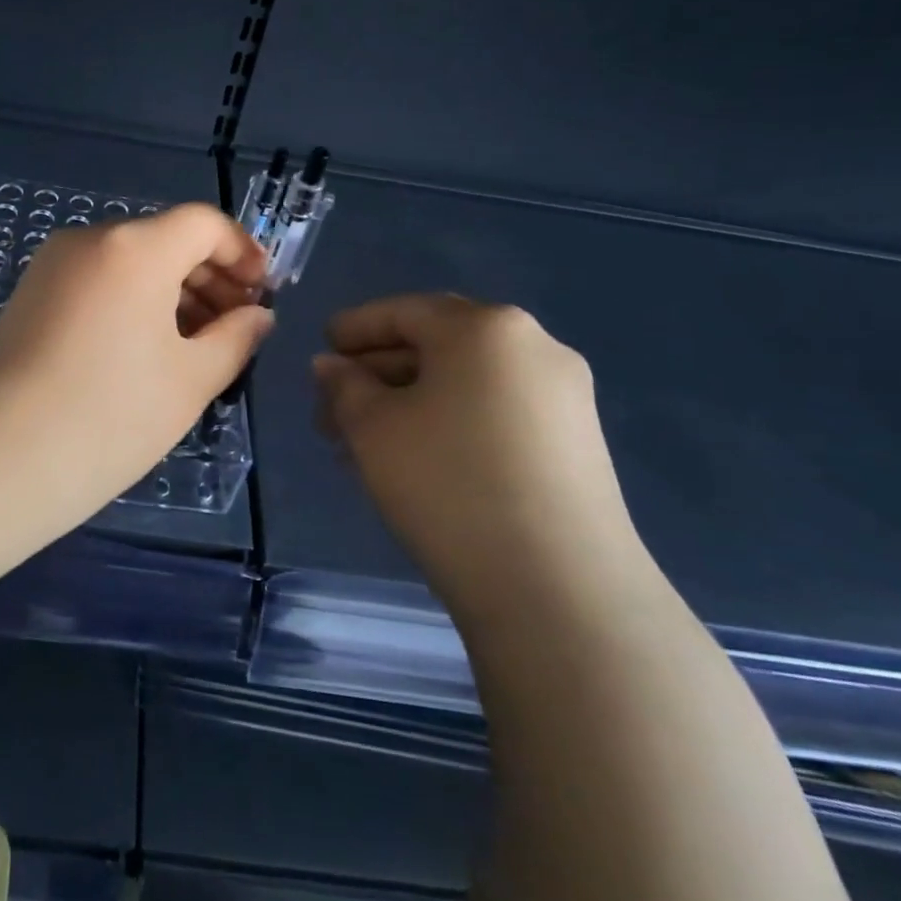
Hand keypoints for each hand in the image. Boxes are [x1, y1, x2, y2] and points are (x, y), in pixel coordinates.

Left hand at [0, 204, 273, 523]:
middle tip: (236, 327)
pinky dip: (133, 300)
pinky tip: (147, 350)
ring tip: (197, 346)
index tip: (263, 294)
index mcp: (135, 247)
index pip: (203, 222)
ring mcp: (53, 265)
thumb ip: (236, 338)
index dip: (243, 252)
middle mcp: (91, 239)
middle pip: (165, 238)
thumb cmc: (109, 415)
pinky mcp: (30, 294)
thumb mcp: (191, 379)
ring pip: (130, 261)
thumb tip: (257, 315)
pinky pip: (98, 280)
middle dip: (210, 276)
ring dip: (172, 291)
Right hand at [312, 294, 648, 628]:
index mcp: (485, 327)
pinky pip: (495, 412)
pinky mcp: (577, 444)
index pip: (404, 311)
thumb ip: (344, 385)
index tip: (322, 348)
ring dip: (408, 402)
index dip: (355, 328)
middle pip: (437, 344)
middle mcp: (534, 347)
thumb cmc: (447, 484)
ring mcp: (564, 397)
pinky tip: (414, 460)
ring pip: (465, 383)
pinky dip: (448, 422)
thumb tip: (332, 366)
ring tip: (363, 444)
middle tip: (333, 408)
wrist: (557, 589)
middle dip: (378, 372)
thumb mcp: (371, 427)